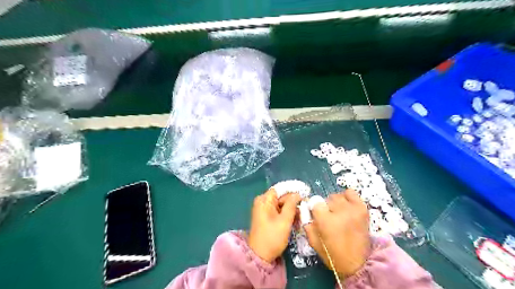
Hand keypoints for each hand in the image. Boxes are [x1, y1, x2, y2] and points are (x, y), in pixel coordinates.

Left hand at [249, 189, 302, 262]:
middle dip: (293, 202)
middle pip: (281, 197)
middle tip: (306, 206)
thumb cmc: (272, 237)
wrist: (260, 256)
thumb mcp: (284, 220)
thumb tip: (297, 194)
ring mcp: (264, 210)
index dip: (292, 190)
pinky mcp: (267, 218)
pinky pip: (279, 211)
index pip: (280, 189)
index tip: (305, 193)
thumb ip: (291, 205)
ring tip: (303, 215)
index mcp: (264, 200)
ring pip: (281, 205)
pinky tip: (296, 220)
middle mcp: (263, 202)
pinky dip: (287, 214)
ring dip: (292, 209)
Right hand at [303, 189, 372, 277]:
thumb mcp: (313, 241)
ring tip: (339, 214)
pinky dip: (347, 198)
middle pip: (327, 198)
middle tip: (329, 218)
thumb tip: (305, 208)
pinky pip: (351, 192)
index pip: (316, 203)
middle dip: (326, 207)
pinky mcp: (362, 208)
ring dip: (336, 203)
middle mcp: (339, 212)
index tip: (318, 217)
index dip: (315, 210)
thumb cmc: (332, 254)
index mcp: (325, 221)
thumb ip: (306, 222)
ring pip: (338, 196)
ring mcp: (352, 209)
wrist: (357, 264)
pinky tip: (347, 208)